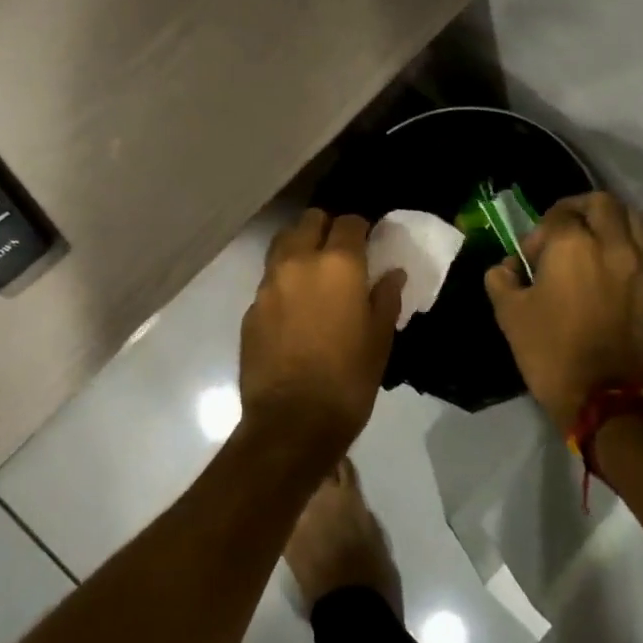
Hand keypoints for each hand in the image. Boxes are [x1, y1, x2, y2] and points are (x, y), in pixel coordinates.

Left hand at [239, 210, 406, 458]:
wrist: (292, 422)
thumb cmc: (348, 379)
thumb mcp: (379, 339)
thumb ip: (385, 298)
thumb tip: (392, 273)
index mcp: (338, 264)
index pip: (349, 222)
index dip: (360, 228)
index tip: (368, 241)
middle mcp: (299, 262)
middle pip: (309, 221)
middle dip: (325, 228)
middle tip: (339, 251)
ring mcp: (269, 283)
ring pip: (282, 243)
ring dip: (299, 246)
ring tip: (313, 271)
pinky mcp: (251, 307)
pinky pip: (269, 279)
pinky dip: (283, 280)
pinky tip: (294, 306)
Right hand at [485, 192, 642, 433]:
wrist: (608, 401)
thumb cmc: (552, 353)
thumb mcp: (509, 315)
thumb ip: (501, 279)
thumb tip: (507, 267)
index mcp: (573, 245)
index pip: (558, 214)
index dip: (539, 232)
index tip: (530, 259)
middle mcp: (613, 244)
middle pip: (602, 203)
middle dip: (579, 209)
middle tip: (564, 231)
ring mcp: (642, 265)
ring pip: (634, 218)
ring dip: (612, 221)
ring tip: (595, 242)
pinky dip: (629, 245)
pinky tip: (611, 268)